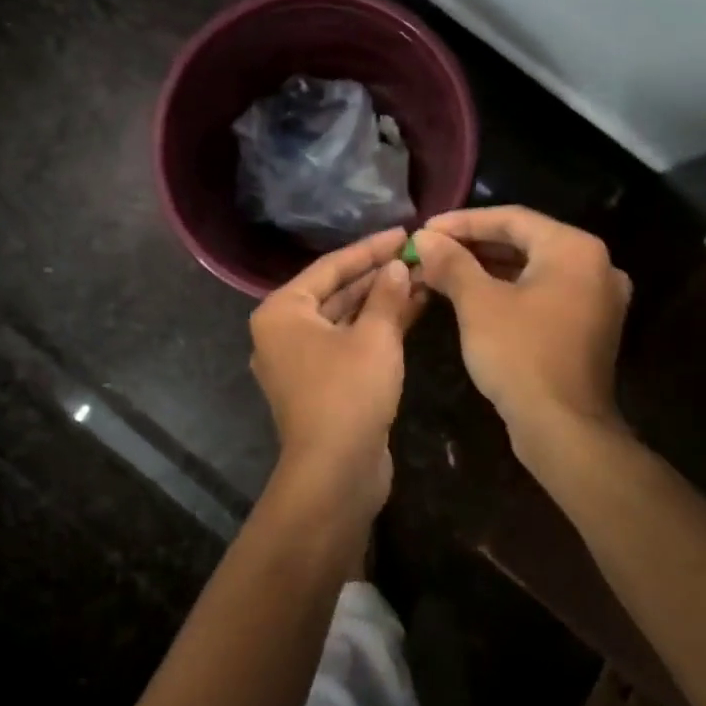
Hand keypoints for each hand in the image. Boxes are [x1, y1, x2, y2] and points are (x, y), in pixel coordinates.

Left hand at [249, 227, 427, 512]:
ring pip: (345, 319)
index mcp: (282, 312)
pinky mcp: (321, 384)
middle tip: (417, 255)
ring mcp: (301, 361)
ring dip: (382, 302)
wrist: (336, 473)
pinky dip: (377, 329)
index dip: (370, 248)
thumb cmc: (348, 392)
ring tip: (423, 278)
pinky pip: (349, 343)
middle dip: (378, 276)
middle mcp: (284, 332)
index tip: (403, 232)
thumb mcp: (374, 337)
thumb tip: (398, 266)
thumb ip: (387, 295)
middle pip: (336, 292)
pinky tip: (413, 310)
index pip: (330, 267)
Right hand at [413, 207, 631, 447]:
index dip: (462, 222)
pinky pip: (544, 293)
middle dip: (474, 245)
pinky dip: (509, 290)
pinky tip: (474, 296)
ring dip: (488, 268)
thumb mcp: (478, 304)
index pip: (512, 218)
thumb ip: (451, 263)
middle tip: (431, 249)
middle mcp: (595, 266)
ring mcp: (597, 298)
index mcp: (575, 249)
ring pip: (533, 269)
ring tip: (444, 270)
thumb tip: (423, 238)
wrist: (563, 429)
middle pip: (525, 241)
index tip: (425, 230)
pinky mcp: (589, 326)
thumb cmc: (520, 355)